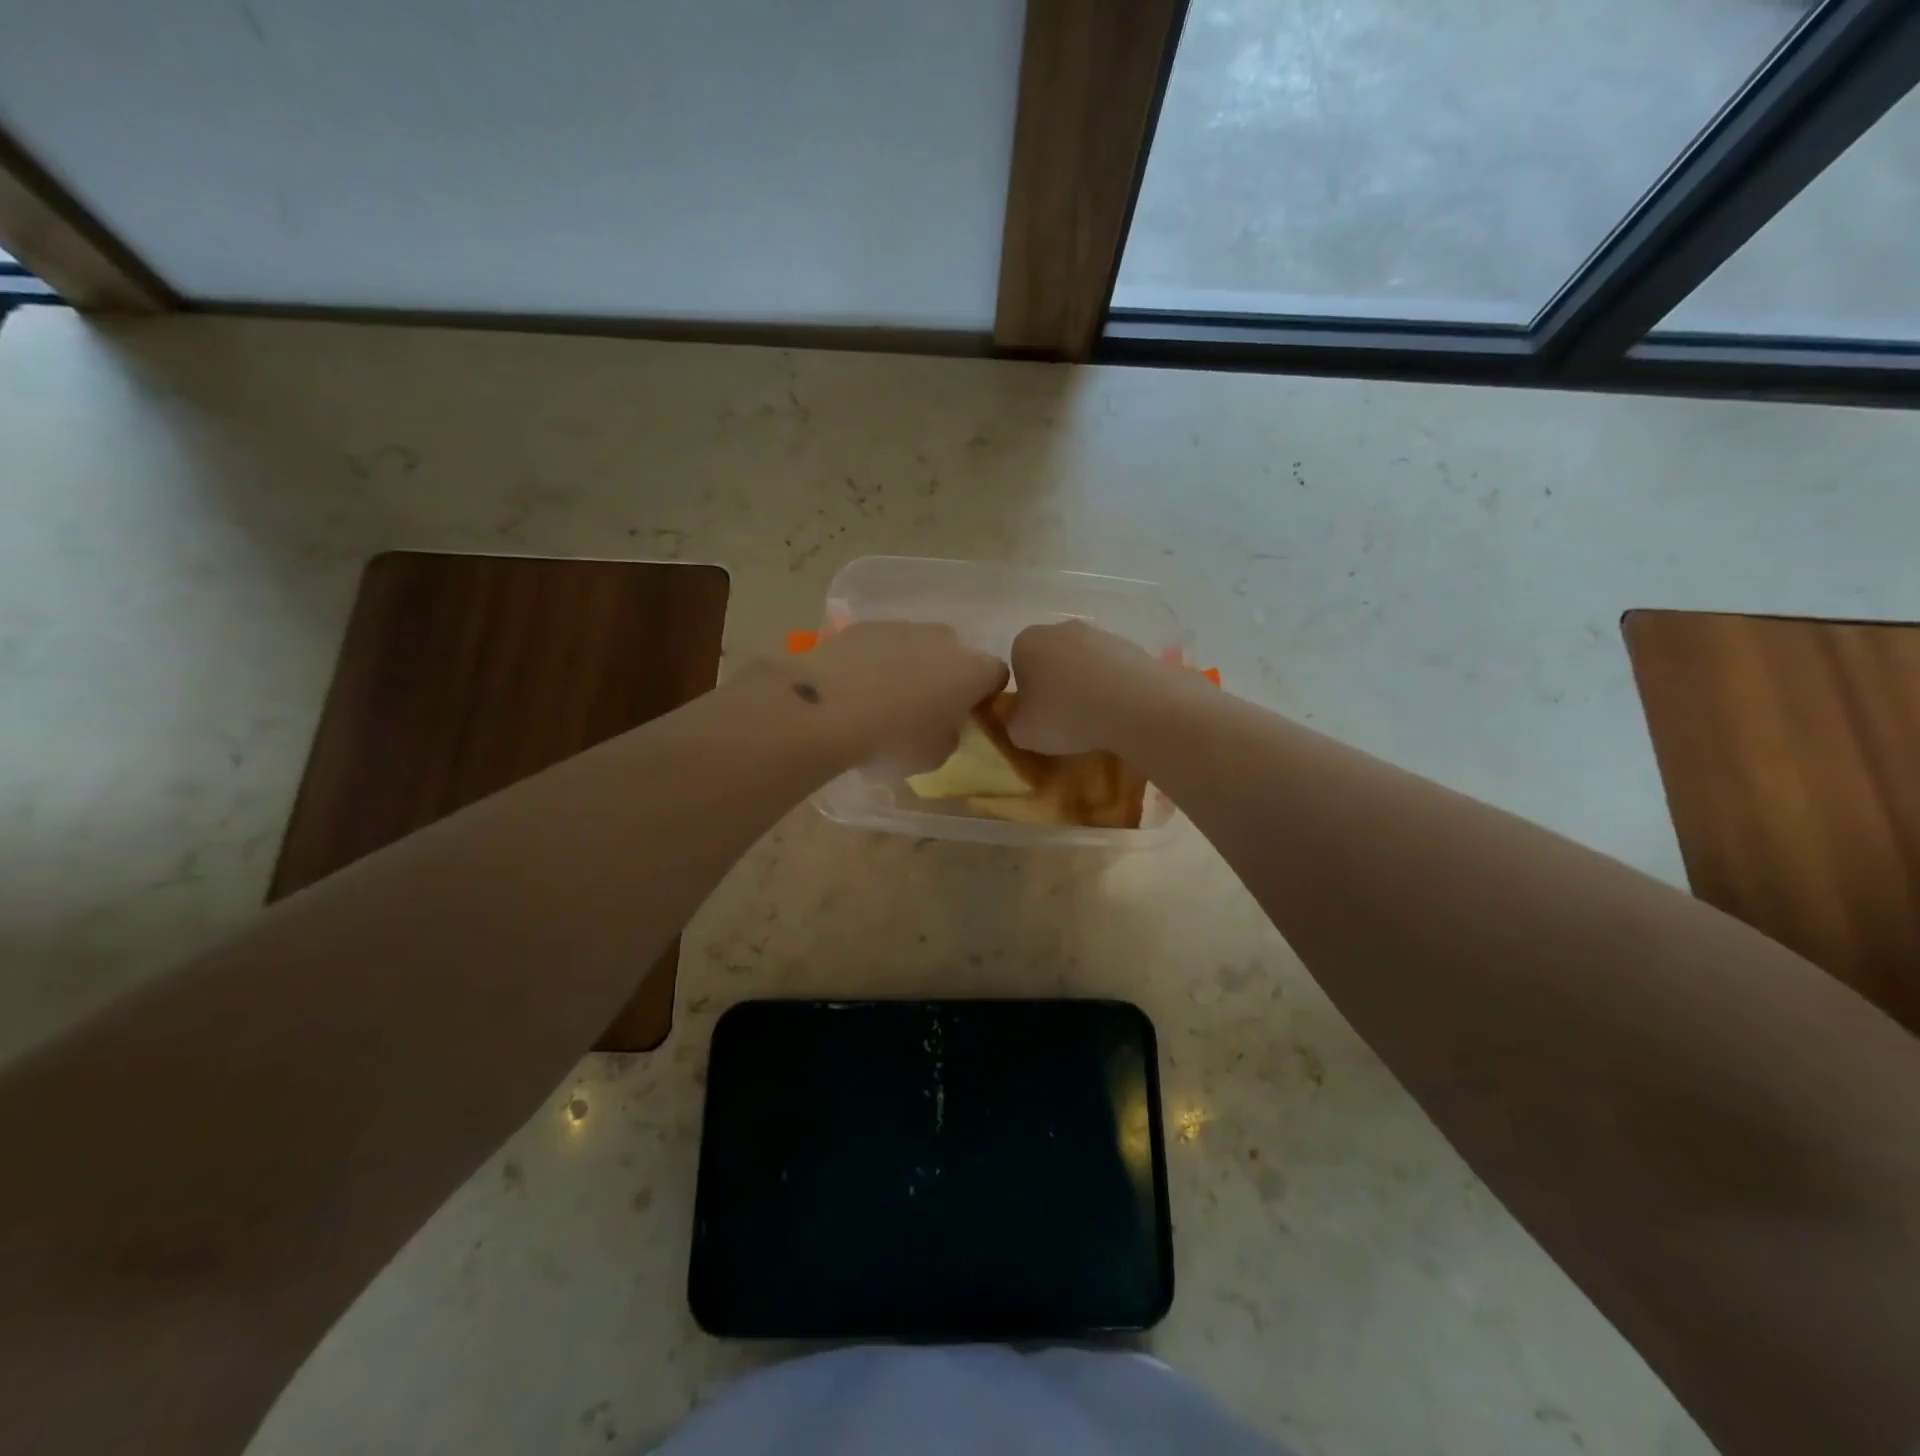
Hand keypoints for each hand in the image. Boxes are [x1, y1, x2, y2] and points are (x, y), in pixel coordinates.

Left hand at [784, 621, 1006, 771]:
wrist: (829, 708)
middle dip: (946, 676)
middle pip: (956, 655)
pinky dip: (877, 660)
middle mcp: (945, 639)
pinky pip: (883, 644)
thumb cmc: (894, 738)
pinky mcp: (866, 625)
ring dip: (910, 666)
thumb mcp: (935, 756)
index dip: (984, 694)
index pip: (996, 675)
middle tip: (924, 708)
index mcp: (973, 670)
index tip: (967, 714)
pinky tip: (856, 686)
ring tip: (884, 698)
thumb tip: (944, 726)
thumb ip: (950, 736)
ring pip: (919, 646)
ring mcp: (904, 626)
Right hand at [1006, 619, 1174, 755]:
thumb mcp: (1021, 733)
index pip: (1017, 666)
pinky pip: (1111, 669)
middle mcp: (1059, 628)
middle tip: (1064, 718)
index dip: (1025, 694)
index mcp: (1026, 643)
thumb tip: (1023, 716)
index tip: (1037, 716)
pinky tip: (1118, 709)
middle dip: (1055, 685)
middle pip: (1050, 660)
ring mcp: (1098, 633)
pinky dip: (1111, 686)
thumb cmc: (1065, 716)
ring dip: (1084, 685)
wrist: (1133, 706)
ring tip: (1094, 717)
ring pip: (1082, 663)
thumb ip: (1013, 721)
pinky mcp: (1130, 645)